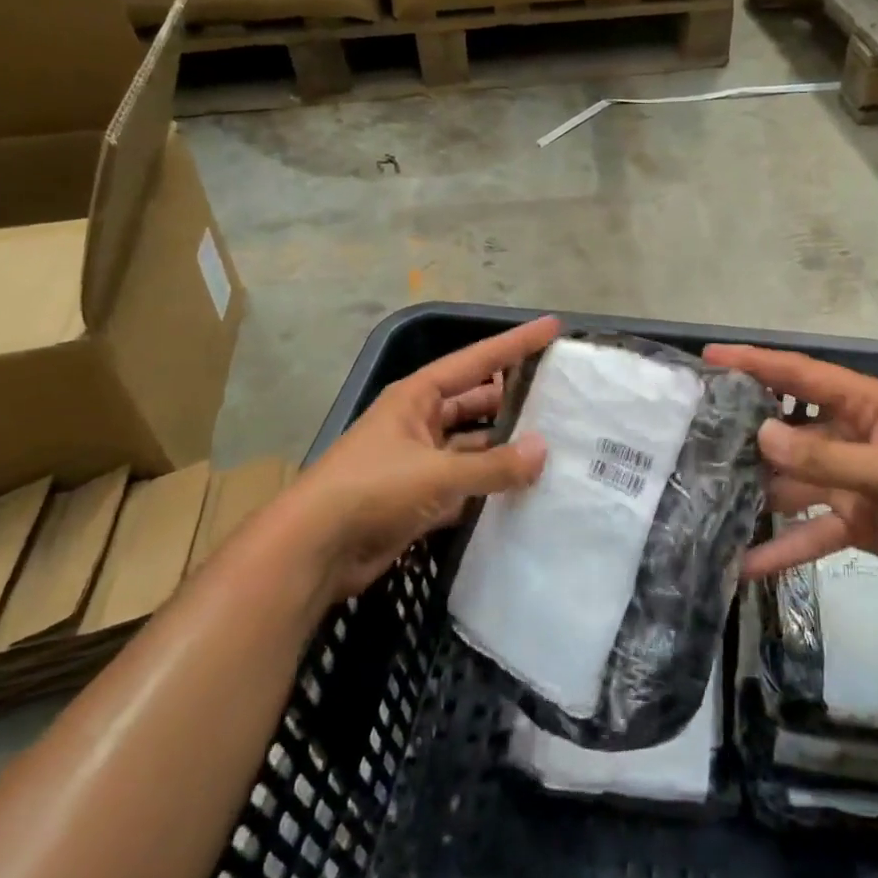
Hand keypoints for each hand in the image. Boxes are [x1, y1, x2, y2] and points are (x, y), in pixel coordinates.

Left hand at [296, 315, 560, 600]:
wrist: (315, 550)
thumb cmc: (372, 490)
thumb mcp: (436, 473)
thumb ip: (492, 465)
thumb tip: (542, 451)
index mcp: (416, 397)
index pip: (476, 361)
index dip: (515, 343)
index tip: (552, 328)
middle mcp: (420, 422)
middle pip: (476, 402)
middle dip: (514, 399)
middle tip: (562, 398)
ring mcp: (420, 461)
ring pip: (474, 447)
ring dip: (505, 449)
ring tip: (556, 447)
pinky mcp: (420, 498)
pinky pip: (466, 484)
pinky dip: (491, 487)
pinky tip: (526, 489)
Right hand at [704, 344, 877, 596]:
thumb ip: (828, 457)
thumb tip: (761, 436)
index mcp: (863, 407)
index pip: (801, 376)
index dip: (757, 362)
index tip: (711, 358)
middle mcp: (849, 438)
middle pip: (787, 430)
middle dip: (745, 433)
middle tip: (692, 435)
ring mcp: (849, 482)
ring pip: (791, 483)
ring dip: (756, 494)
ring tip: (704, 500)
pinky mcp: (854, 522)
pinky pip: (809, 532)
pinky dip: (782, 548)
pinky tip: (744, 564)